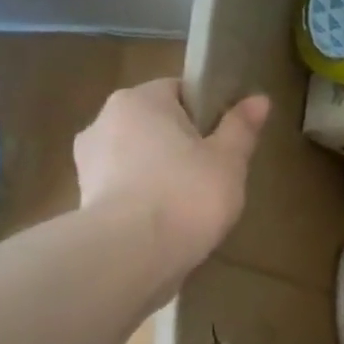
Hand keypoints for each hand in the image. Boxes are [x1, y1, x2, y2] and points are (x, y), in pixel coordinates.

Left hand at [74, 79, 269, 277]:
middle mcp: (104, 120)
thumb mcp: (228, 160)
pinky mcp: (84, 198)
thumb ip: (241, 127)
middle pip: (155, 124)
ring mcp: (88, 160)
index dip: (207, 112)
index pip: (178, 91)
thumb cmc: (187, 195)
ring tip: (190, 204)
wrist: (133, 253)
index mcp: (139, 100)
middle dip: (181, 144)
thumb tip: (259, 98)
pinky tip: (166, 221)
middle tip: (214, 175)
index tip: (226, 141)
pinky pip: (124, 186)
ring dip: (160, 171)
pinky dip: (144, 197)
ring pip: (137, 156)